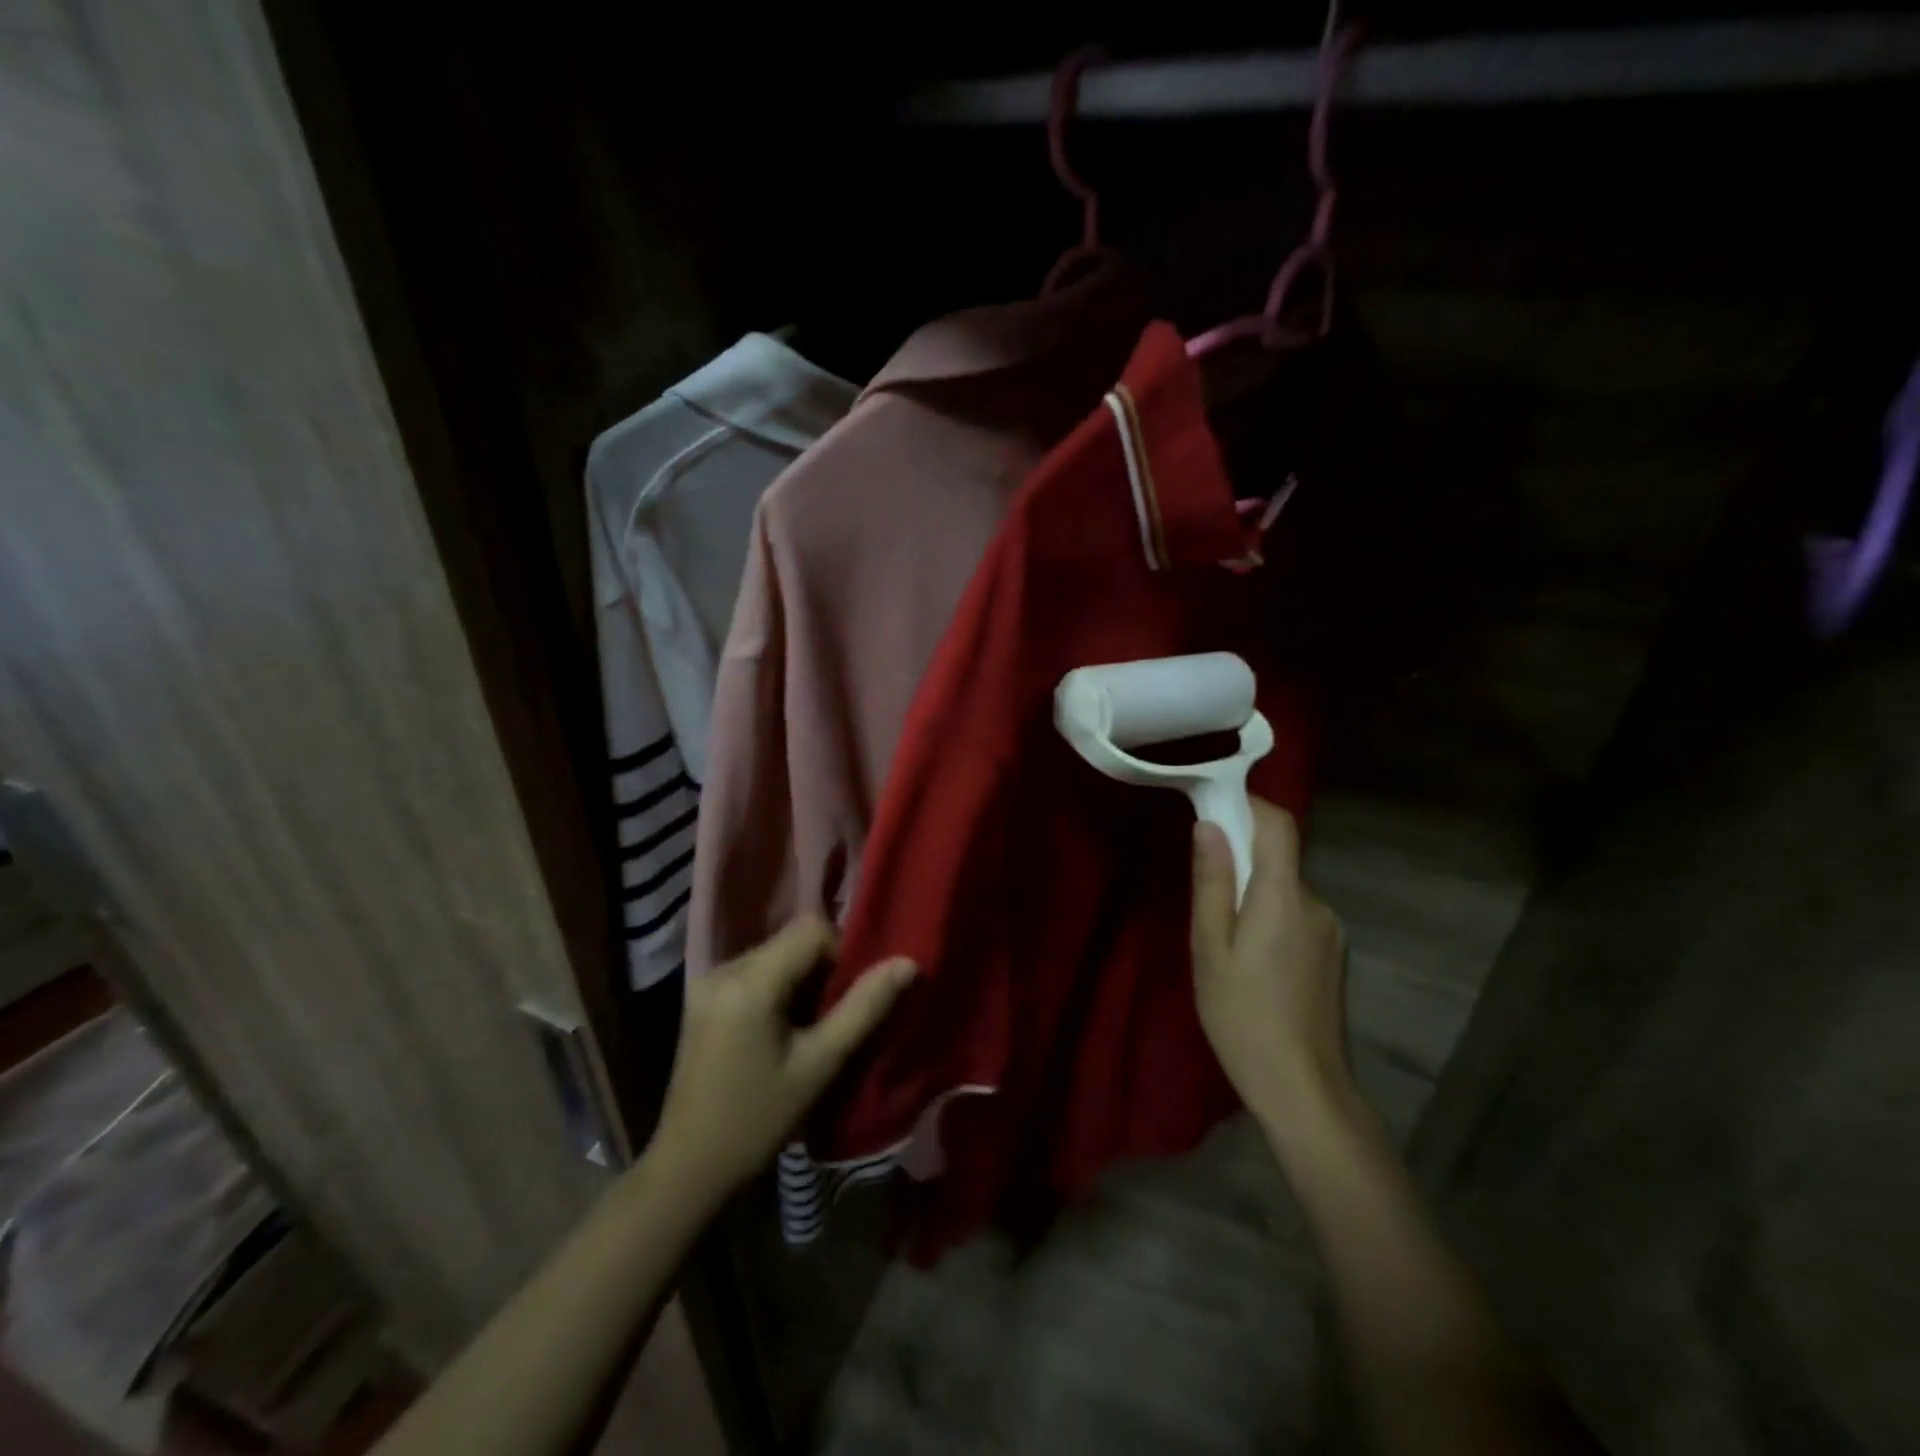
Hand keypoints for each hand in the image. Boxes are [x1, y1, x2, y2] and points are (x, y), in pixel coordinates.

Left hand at [651, 917, 915, 1200]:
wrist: (689, 1167)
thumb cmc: (760, 1119)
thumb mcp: (820, 1064)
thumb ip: (865, 1007)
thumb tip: (907, 962)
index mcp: (751, 981)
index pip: (811, 928)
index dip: (839, 954)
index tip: (844, 1001)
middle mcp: (724, 968)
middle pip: (791, 939)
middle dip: (819, 970)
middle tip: (828, 1020)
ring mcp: (707, 980)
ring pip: (774, 953)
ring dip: (798, 979)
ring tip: (803, 1030)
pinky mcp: (701, 996)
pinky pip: (753, 970)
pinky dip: (776, 988)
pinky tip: (776, 1032)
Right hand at [1191, 799, 1350, 1128]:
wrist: (1303, 1087)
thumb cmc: (1241, 1014)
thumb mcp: (1210, 947)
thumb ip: (1212, 882)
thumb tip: (1208, 825)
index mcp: (1282, 896)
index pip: (1278, 824)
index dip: (1249, 804)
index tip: (1213, 807)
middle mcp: (1315, 902)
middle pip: (1278, 857)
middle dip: (1241, 858)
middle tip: (1203, 892)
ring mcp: (1330, 929)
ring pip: (1285, 889)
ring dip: (1254, 893)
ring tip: (1224, 939)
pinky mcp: (1334, 953)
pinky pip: (1296, 914)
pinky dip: (1270, 916)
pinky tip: (1252, 960)